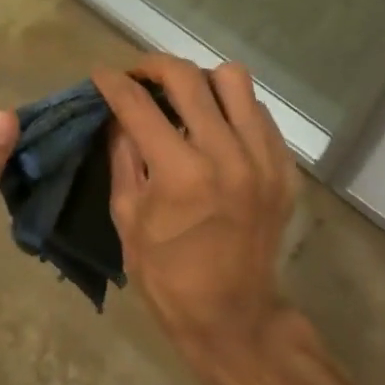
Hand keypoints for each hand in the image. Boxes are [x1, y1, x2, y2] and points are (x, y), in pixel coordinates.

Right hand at [92, 54, 297, 365]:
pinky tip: (216, 127)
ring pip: (233, 80)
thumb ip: (122, 155)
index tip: (100, 73)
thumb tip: (117, 113)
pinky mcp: (284, 167)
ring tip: (184, 98)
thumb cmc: (168, 275)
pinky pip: (258, 111)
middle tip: (139, 76)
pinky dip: (232, 108)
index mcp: (181, 174)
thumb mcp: (127, 217)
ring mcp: (263, 158)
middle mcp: (227, 155)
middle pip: (188, 77)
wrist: (235, 318)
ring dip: (200, 81)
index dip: (114, 83)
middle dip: (153, 66)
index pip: (139, 105)